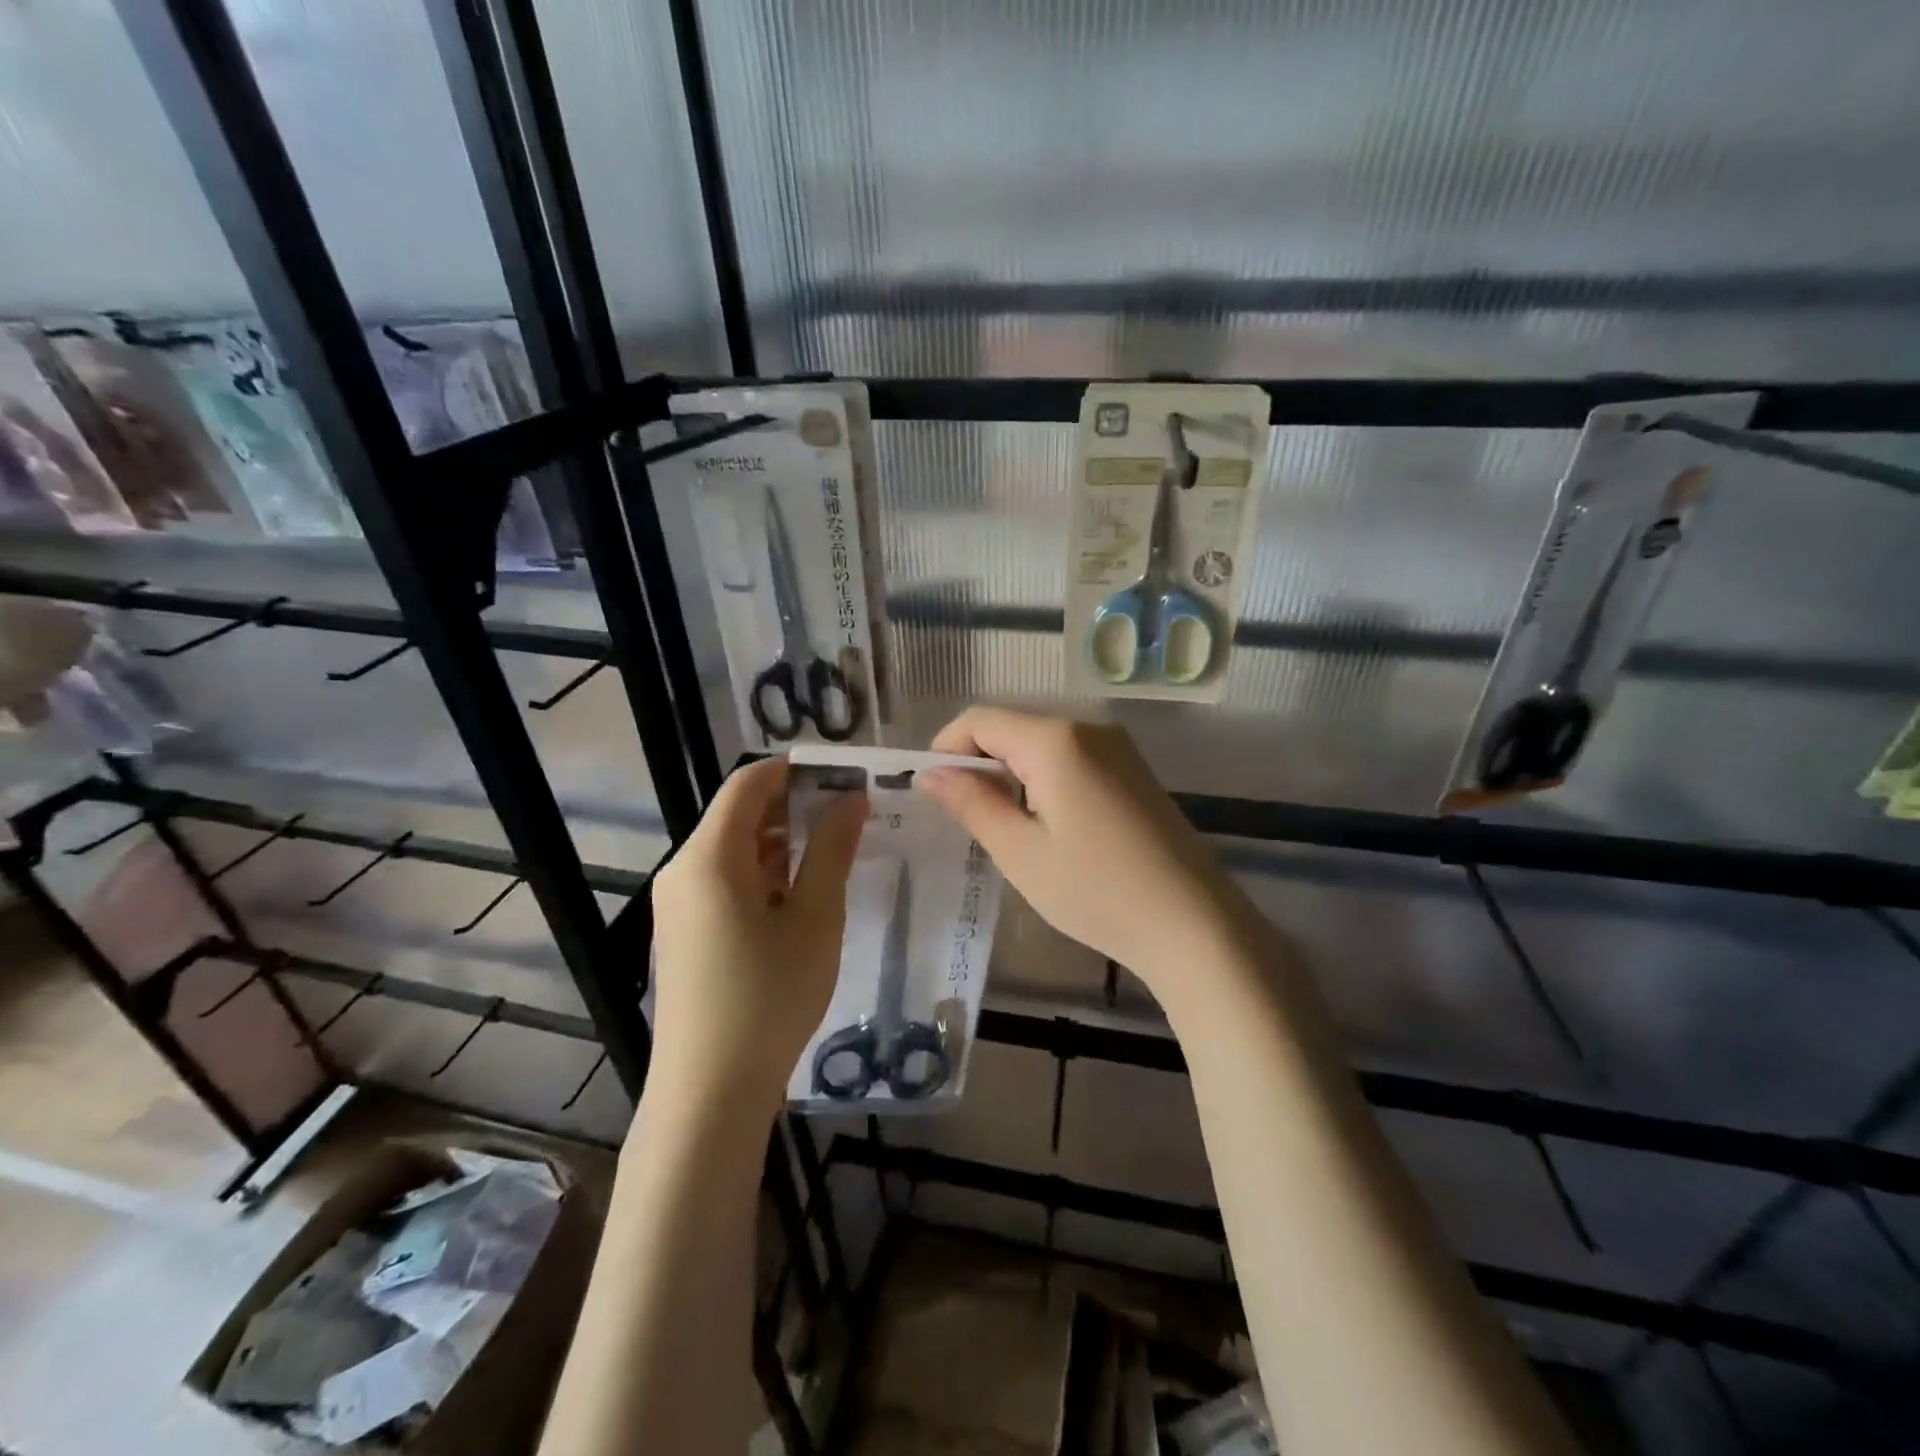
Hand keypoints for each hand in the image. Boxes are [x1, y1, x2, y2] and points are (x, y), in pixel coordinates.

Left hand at [649, 758, 866, 1111]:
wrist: (709, 1092)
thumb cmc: (769, 996)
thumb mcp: (815, 918)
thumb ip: (831, 850)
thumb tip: (851, 798)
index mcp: (709, 857)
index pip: (748, 784)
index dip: (795, 771)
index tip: (842, 778)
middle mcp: (683, 870)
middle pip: (738, 814)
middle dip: (793, 807)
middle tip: (849, 817)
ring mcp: (678, 904)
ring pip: (733, 850)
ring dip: (780, 843)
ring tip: (833, 855)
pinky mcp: (684, 933)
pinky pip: (724, 882)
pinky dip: (763, 874)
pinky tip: (800, 896)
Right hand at [919, 708, 1255, 1007]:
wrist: (1194, 924)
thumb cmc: (1096, 891)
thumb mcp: (1020, 851)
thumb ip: (972, 803)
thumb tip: (930, 774)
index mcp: (1055, 740)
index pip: (980, 720)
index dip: (945, 748)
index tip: (930, 792)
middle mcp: (1088, 728)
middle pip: (1012, 728)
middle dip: (978, 764)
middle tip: (963, 819)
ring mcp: (1117, 748)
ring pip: (1041, 745)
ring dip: (1011, 775)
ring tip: (1003, 829)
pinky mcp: (1133, 771)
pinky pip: (1072, 760)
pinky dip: (1044, 782)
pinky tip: (1048, 828)